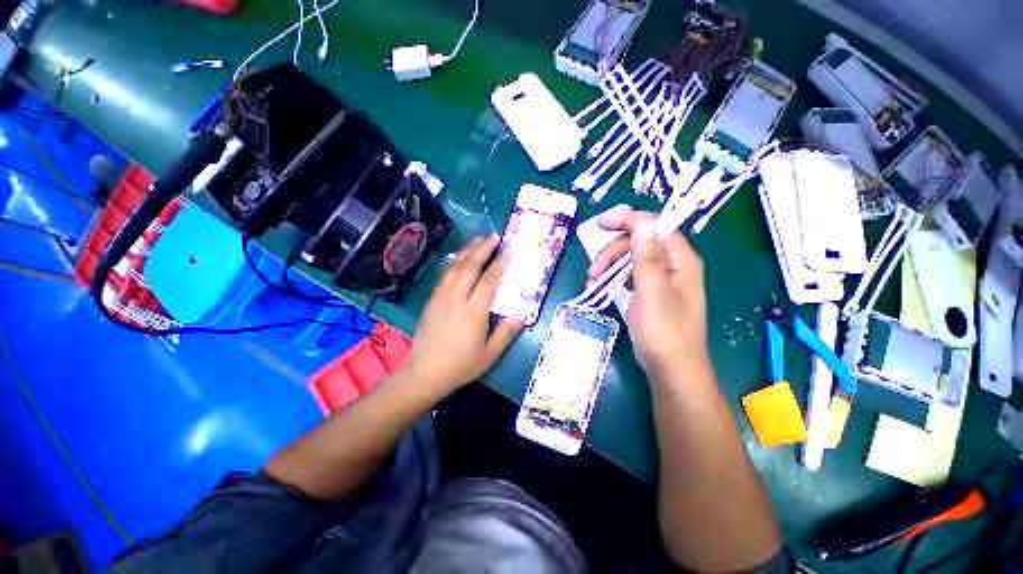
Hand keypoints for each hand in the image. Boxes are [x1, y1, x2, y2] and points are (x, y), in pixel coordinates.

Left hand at [403, 235, 524, 393]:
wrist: (424, 373)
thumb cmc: (460, 366)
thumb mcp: (490, 354)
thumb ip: (507, 331)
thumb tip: (525, 312)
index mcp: (473, 312)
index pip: (488, 280)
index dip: (499, 264)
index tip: (507, 250)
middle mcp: (456, 299)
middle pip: (469, 267)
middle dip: (482, 249)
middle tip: (493, 236)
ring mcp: (441, 297)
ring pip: (454, 267)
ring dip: (467, 251)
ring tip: (478, 240)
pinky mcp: (432, 300)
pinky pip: (444, 275)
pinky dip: (454, 262)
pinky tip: (459, 258)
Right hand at [587, 210, 708, 378]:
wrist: (672, 371)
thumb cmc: (663, 334)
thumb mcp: (652, 294)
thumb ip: (648, 258)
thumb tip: (643, 224)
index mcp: (680, 260)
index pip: (655, 226)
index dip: (627, 220)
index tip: (599, 225)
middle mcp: (674, 265)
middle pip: (639, 242)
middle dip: (612, 253)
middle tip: (592, 273)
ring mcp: (663, 279)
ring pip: (632, 258)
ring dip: (609, 266)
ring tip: (593, 285)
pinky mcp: (653, 292)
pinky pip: (632, 274)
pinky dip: (615, 278)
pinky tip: (604, 288)